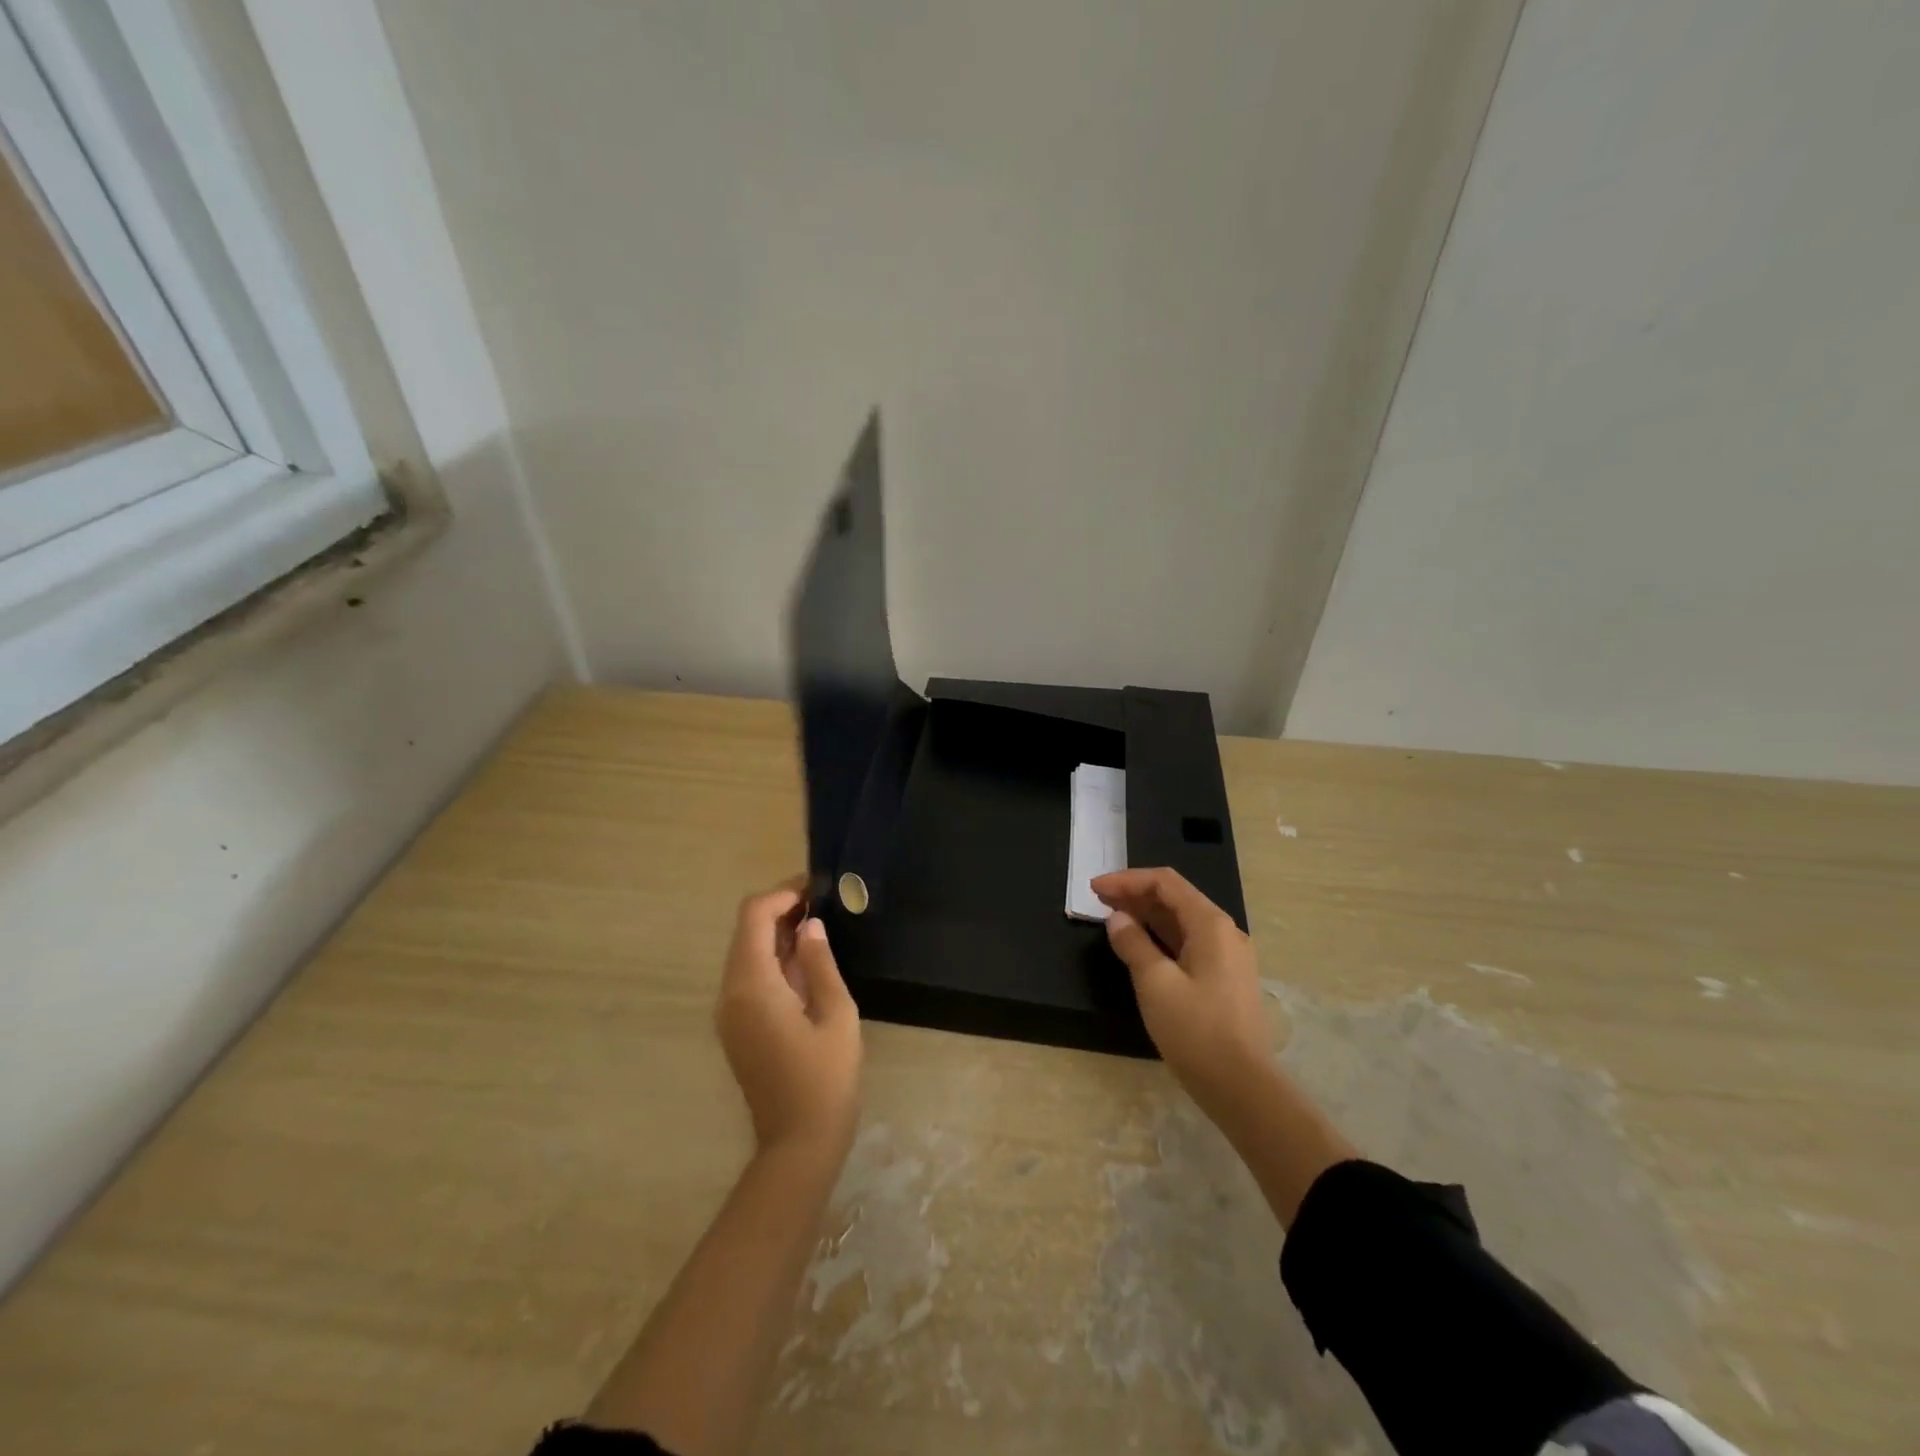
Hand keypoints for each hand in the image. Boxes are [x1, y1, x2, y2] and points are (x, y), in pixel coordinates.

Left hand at [715, 880, 861, 1159]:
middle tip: (823, 906)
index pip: (753, 917)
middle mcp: (730, 993)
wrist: (798, 1144)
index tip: (816, 890)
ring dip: (777, 935)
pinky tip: (806, 963)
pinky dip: (772, 960)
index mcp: (752, 986)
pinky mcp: (736, 1027)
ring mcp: (729, 1013)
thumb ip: (820, 963)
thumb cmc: (825, 1078)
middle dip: (780, 911)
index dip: (782, 895)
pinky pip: (748, 977)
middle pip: (745, 931)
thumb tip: (809, 927)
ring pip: (745, 953)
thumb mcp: (836, 1014)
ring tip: (819, 929)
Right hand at [1094, 867, 1275, 1125]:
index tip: (1095, 889)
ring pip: (1182, 921)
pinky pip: (1188, 943)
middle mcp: (1224, 932)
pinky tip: (1139, 946)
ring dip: (1146, 915)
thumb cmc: (1196, 1030)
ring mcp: (1228, 956)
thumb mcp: (1155, 984)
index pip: (1165, 883)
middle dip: (1135, 895)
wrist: (1243, 1087)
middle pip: (1175, 898)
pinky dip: (1160, 937)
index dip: (1127, 880)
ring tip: (1112, 918)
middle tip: (1098, 900)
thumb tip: (1117, 919)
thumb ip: (1133, 944)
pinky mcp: (1225, 979)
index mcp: (1210, 924)